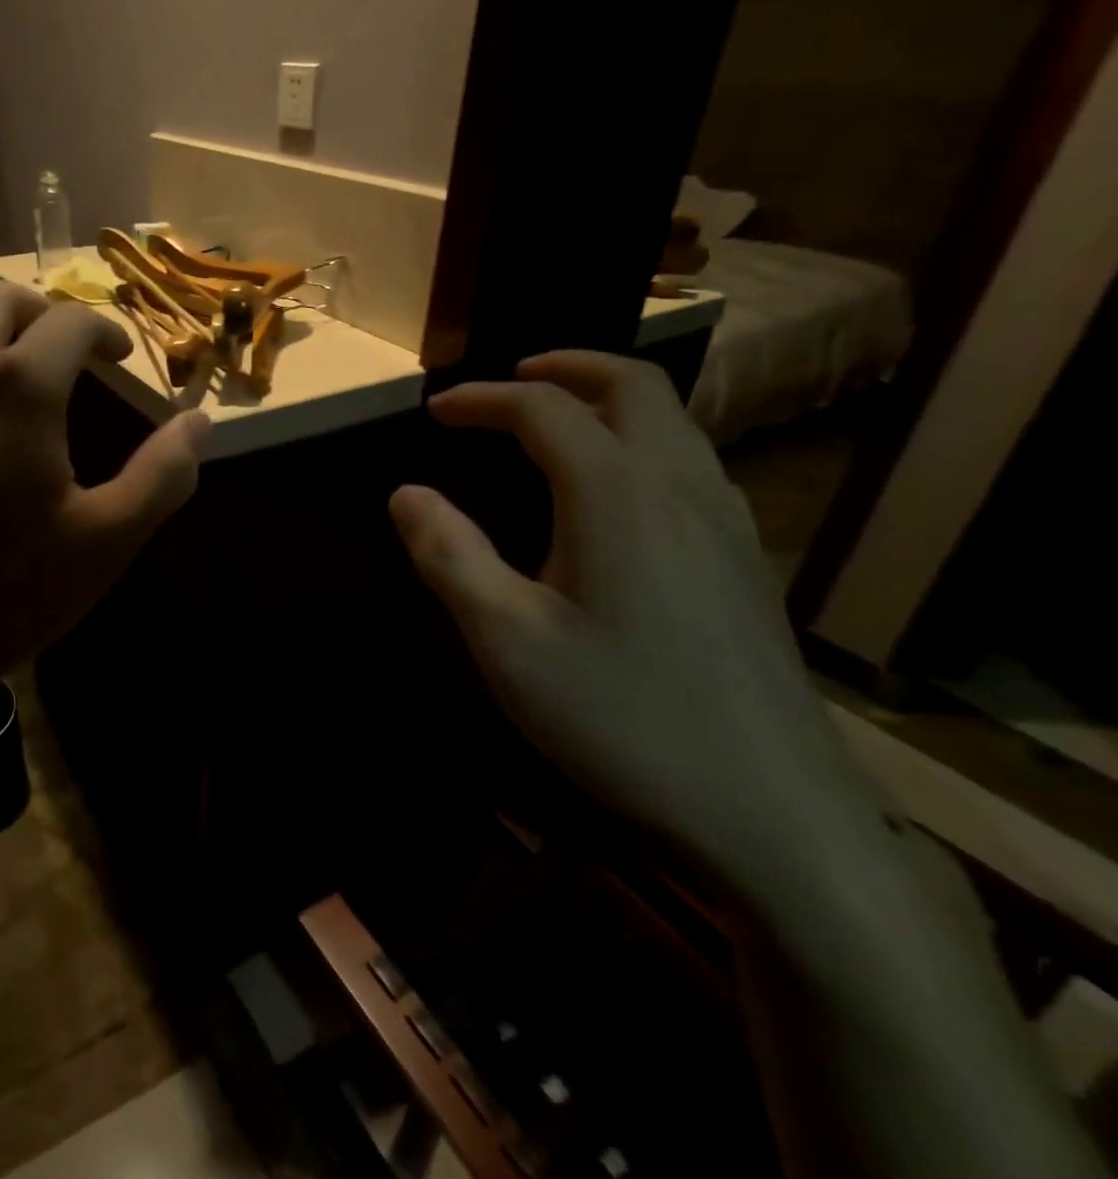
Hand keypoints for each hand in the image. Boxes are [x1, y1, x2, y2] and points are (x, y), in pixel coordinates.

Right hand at [389, 351, 881, 890]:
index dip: (483, 399)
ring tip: (557, 420)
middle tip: (509, 379)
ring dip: (608, 399)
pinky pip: (691, 462)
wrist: (773, 810)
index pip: (544, 410)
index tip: (436, 410)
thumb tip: (406, 493)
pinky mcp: (747, 560)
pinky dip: (641, 439)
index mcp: (618, 495)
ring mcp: (728, 522)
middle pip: (632, 387)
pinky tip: (615, 489)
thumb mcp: (507, 642)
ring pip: (673, 421)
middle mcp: (682, 487)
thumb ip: (450, 556)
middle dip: (565, 367)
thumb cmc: (621, 718)